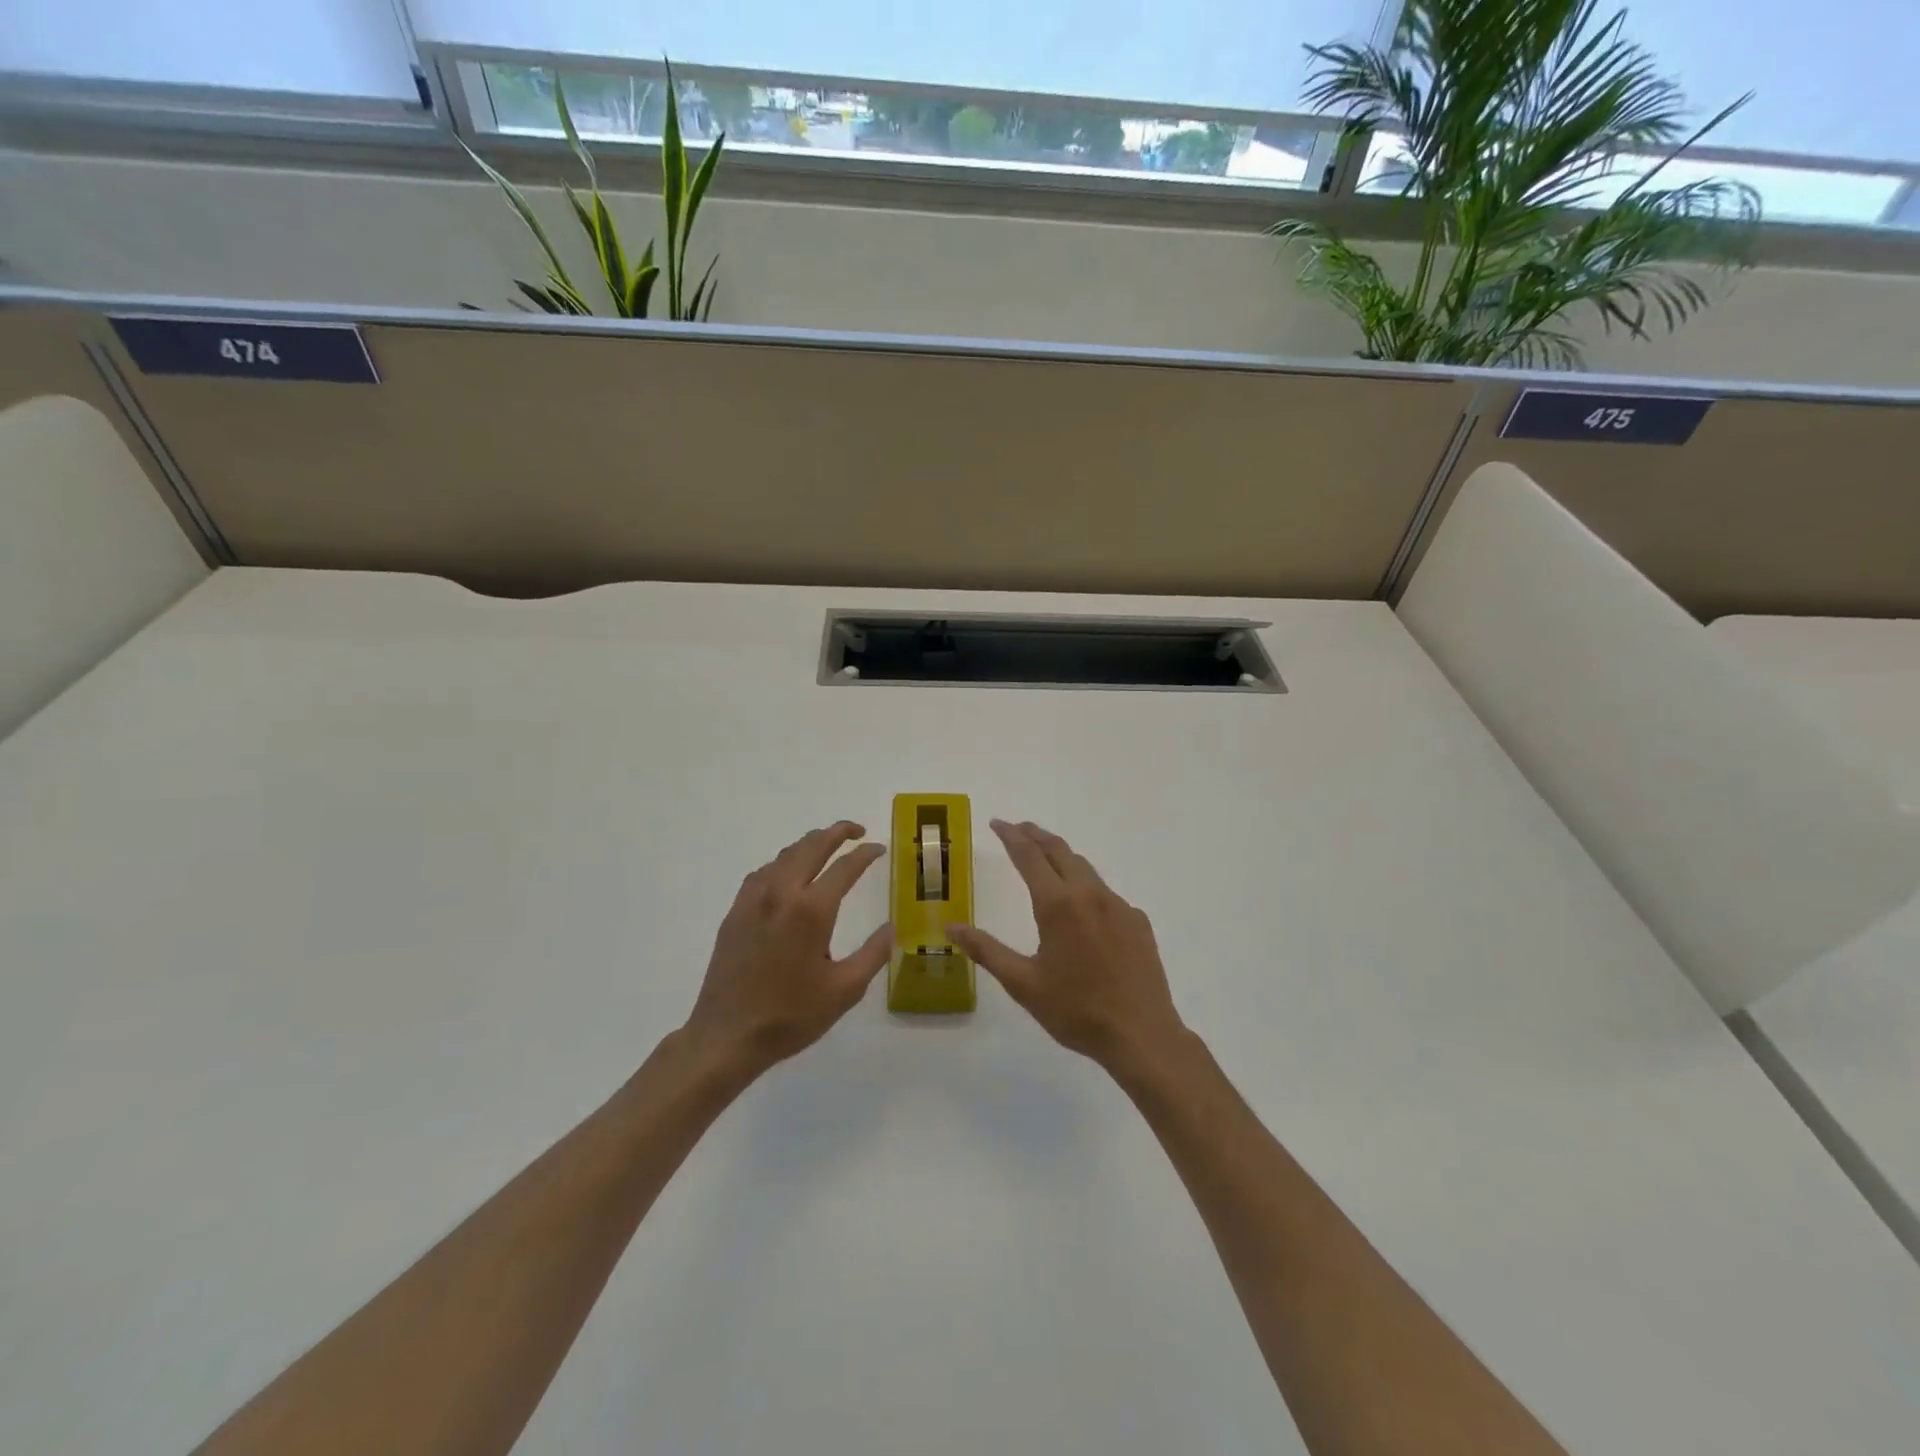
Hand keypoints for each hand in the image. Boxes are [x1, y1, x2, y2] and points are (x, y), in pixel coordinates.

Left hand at [684, 822, 889, 1077]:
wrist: (727, 1036)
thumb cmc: (791, 1015)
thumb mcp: (844, 990)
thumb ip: (873, 954)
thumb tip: (891, 927)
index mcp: (812, 910)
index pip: (845, 866)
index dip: (865, 854)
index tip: (879, 848)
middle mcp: (782, 893)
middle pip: (812, 846)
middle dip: (837, 832)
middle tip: (856, 830)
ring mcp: (754, 899)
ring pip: (785, 854)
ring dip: (810, 844)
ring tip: (827, 846)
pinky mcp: (736, 912)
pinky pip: (763, 872)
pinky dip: (784, 862)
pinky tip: (788, 874)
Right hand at [949, 820, 1186, 1071]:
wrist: (1142, 1035)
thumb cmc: (1076, 1011)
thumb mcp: (1023, 984)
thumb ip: (986, 950)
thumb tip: (951, 926)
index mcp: (1058, 905)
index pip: (1029, 856)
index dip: (1011, 836)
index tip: (997, 823)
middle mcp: (1089, 894)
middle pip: (1060, 851)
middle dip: (1036, 836)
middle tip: (1019, 829)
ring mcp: (1119, 906)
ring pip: (1085, 869)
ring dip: (1062, 857)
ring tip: (1046, 859)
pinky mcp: (1138, 921)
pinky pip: (1107, 894)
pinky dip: (1087, 888)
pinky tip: (1084, 909)